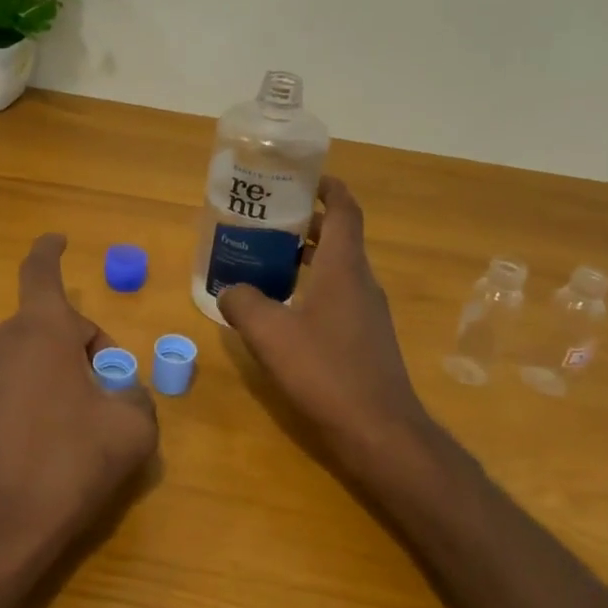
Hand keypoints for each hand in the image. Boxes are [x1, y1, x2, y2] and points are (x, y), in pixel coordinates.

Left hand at [0, 234, 158, 588]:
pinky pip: (16, 384)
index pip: (41, 271)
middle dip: (85, 347)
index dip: (51, 250)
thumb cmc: (69, 462)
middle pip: (51, 325)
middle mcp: (4, 341)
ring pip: (34, 356)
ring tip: (84, 424)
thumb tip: (124, 392)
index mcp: (41, 329)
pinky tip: (52, 444)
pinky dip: (39, 396)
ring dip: (62, 373)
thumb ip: (138, 396)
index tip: (59, 239)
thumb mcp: (132, 427)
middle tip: (111, 391)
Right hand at [218, 178, 433, 466]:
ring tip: (265, 260)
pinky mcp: (365, 339)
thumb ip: (243, 303)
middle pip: (338, 238)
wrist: (378, 431)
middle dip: (305, 223)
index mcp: (345, 268)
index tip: (302, 176)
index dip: (328, 187)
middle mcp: (361, 283)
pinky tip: (282, 310)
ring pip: (336, 270)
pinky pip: (336, 298)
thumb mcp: (270, 334)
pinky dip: (310, 289)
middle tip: (265, 220)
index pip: (345, 210)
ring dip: (305, 258)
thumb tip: (229, 289)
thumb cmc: (326, 371)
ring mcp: (367, 313)